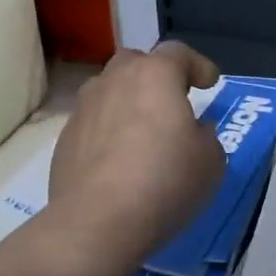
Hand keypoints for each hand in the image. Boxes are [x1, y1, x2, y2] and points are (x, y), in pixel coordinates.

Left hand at [46, 42, 226, 270]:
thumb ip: (205, 136)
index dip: (198, 65)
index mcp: (155, 75)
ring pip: (110, 90)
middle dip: (156, 76)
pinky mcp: (65, 139)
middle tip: (172, 101)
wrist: (97, 222)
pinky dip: (108, 131)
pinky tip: (118, 160)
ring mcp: (84, 108)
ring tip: (142, 130)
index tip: (210, 83)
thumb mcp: (210, 160)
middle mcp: (115, 80)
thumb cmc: (165, 180)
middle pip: (137, 63)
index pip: (179, 53)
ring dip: (128, 102)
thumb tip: (193, 132)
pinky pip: (94, 123)